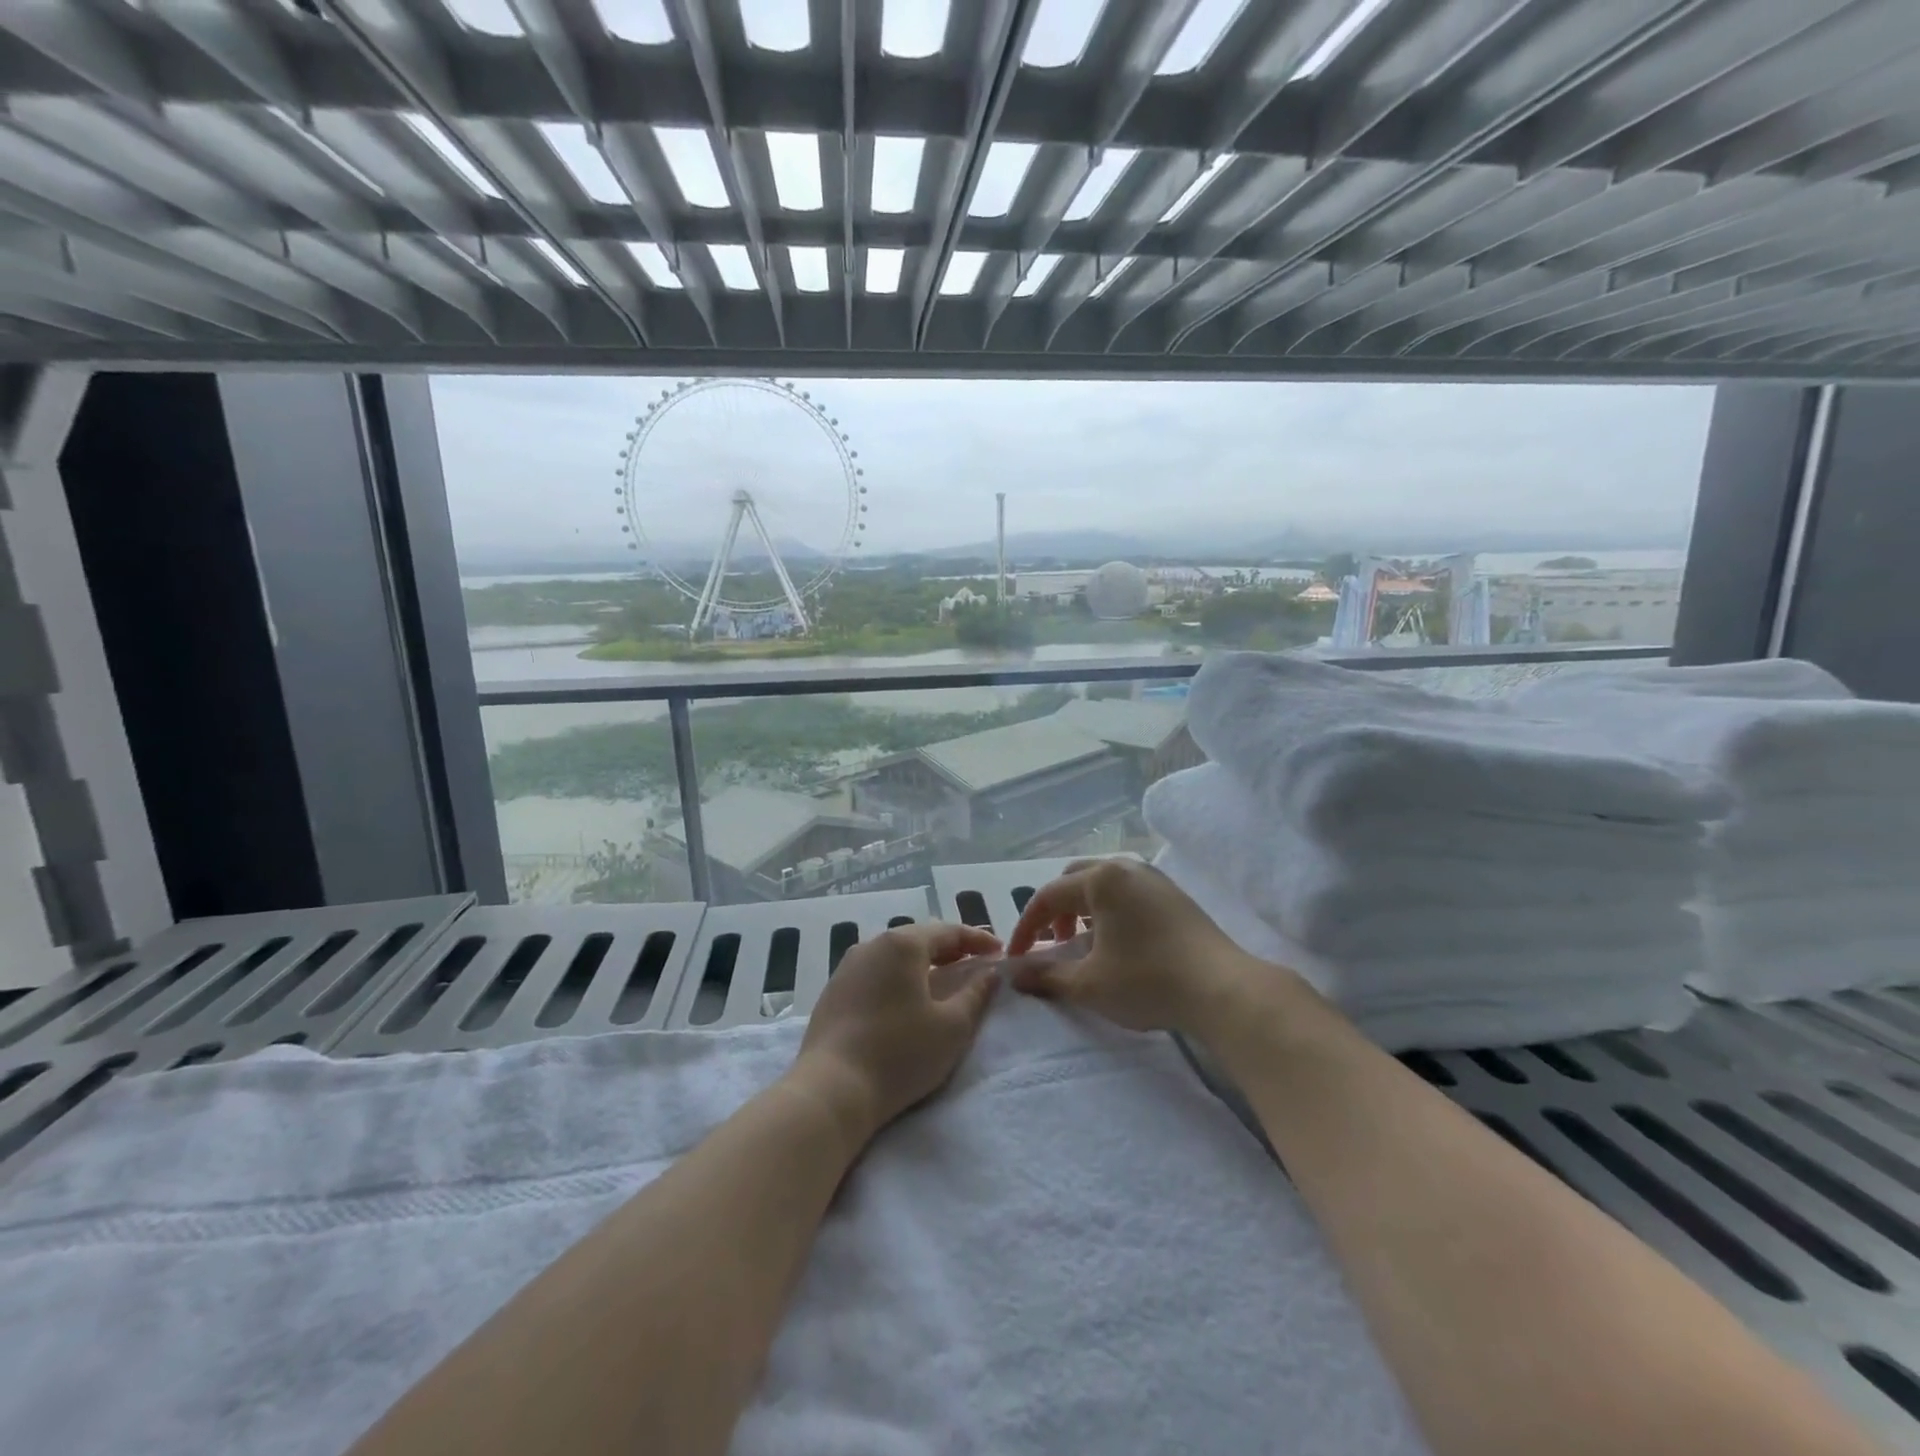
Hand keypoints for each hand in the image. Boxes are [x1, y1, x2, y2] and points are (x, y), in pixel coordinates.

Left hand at [793, 921, 1002, 1136]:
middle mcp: (872, 944)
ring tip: (944, 979)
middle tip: (976, 963)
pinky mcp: (834, 990)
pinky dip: (899, 977)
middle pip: (920, 938)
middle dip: (950, 949)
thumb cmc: (900, 1054)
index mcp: (903, 945)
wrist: (831, 1090)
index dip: (978, 940)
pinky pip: (876, 972)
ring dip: (923, 963)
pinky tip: (907, 998)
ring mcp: (848, 966)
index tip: (1000, 952)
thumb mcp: (952, 1027)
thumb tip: (991, 973)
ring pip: (895, 955)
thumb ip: (976, 994)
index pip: (949, 931)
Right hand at [1005, 858, 1280, 1032]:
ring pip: (1104, 883)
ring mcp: (1154, 878)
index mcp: (1100, 880)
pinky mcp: (1175, 895)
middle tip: (1054, 944)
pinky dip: (1111, 909)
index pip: (1048, 896)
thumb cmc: (1148, 981)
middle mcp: (1126, 868)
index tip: (1017, 957)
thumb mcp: (1089, 984)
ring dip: (1084, 908)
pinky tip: (1119, 942)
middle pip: (1076, 879)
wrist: (1223, 989)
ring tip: (1085, 943)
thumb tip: (1015, 974)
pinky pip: (1129, 891)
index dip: (1027, 927)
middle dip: (1056, 910)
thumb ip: (1047, 975)